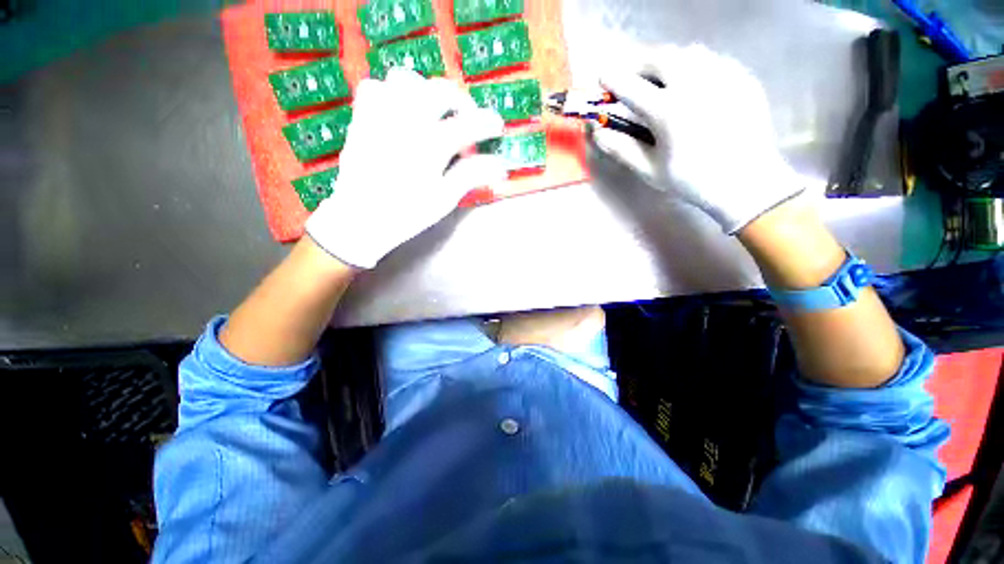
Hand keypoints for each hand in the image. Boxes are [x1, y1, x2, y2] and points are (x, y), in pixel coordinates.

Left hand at [306, 69, 505, 268]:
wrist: (360, 219)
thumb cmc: (407, 213)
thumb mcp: (444, 199)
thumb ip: (471, 175)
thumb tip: (499, 166)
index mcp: (431, 144)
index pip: (470, 123)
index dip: (488, 123)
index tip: (497, 127)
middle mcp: (407, 120)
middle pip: (441, 91)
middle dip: (462, 103)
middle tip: (468, 121)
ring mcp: (381, 114)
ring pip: (407, 80)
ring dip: (426, 92)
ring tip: (433, 114)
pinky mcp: (362, 117)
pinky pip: (376, 86)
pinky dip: (392, 93)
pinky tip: (400, 113)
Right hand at [595, 44, 804, 233]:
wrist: (745, 182)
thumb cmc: (692, 180)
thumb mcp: (649, 170)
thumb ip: (621, 148)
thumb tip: (597, 132)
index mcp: (668, 111)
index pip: (631, 86)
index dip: (613, 80)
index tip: (604, 77)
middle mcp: (695, 84)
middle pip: (660, 57)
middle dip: (640, 63)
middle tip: (632, 75)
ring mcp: (722, 76)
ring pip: (688, 52)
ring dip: (667, 60)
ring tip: (662, 77)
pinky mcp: (742, 77)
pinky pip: (713, 59)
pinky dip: (695, 65)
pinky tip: (693, 84)